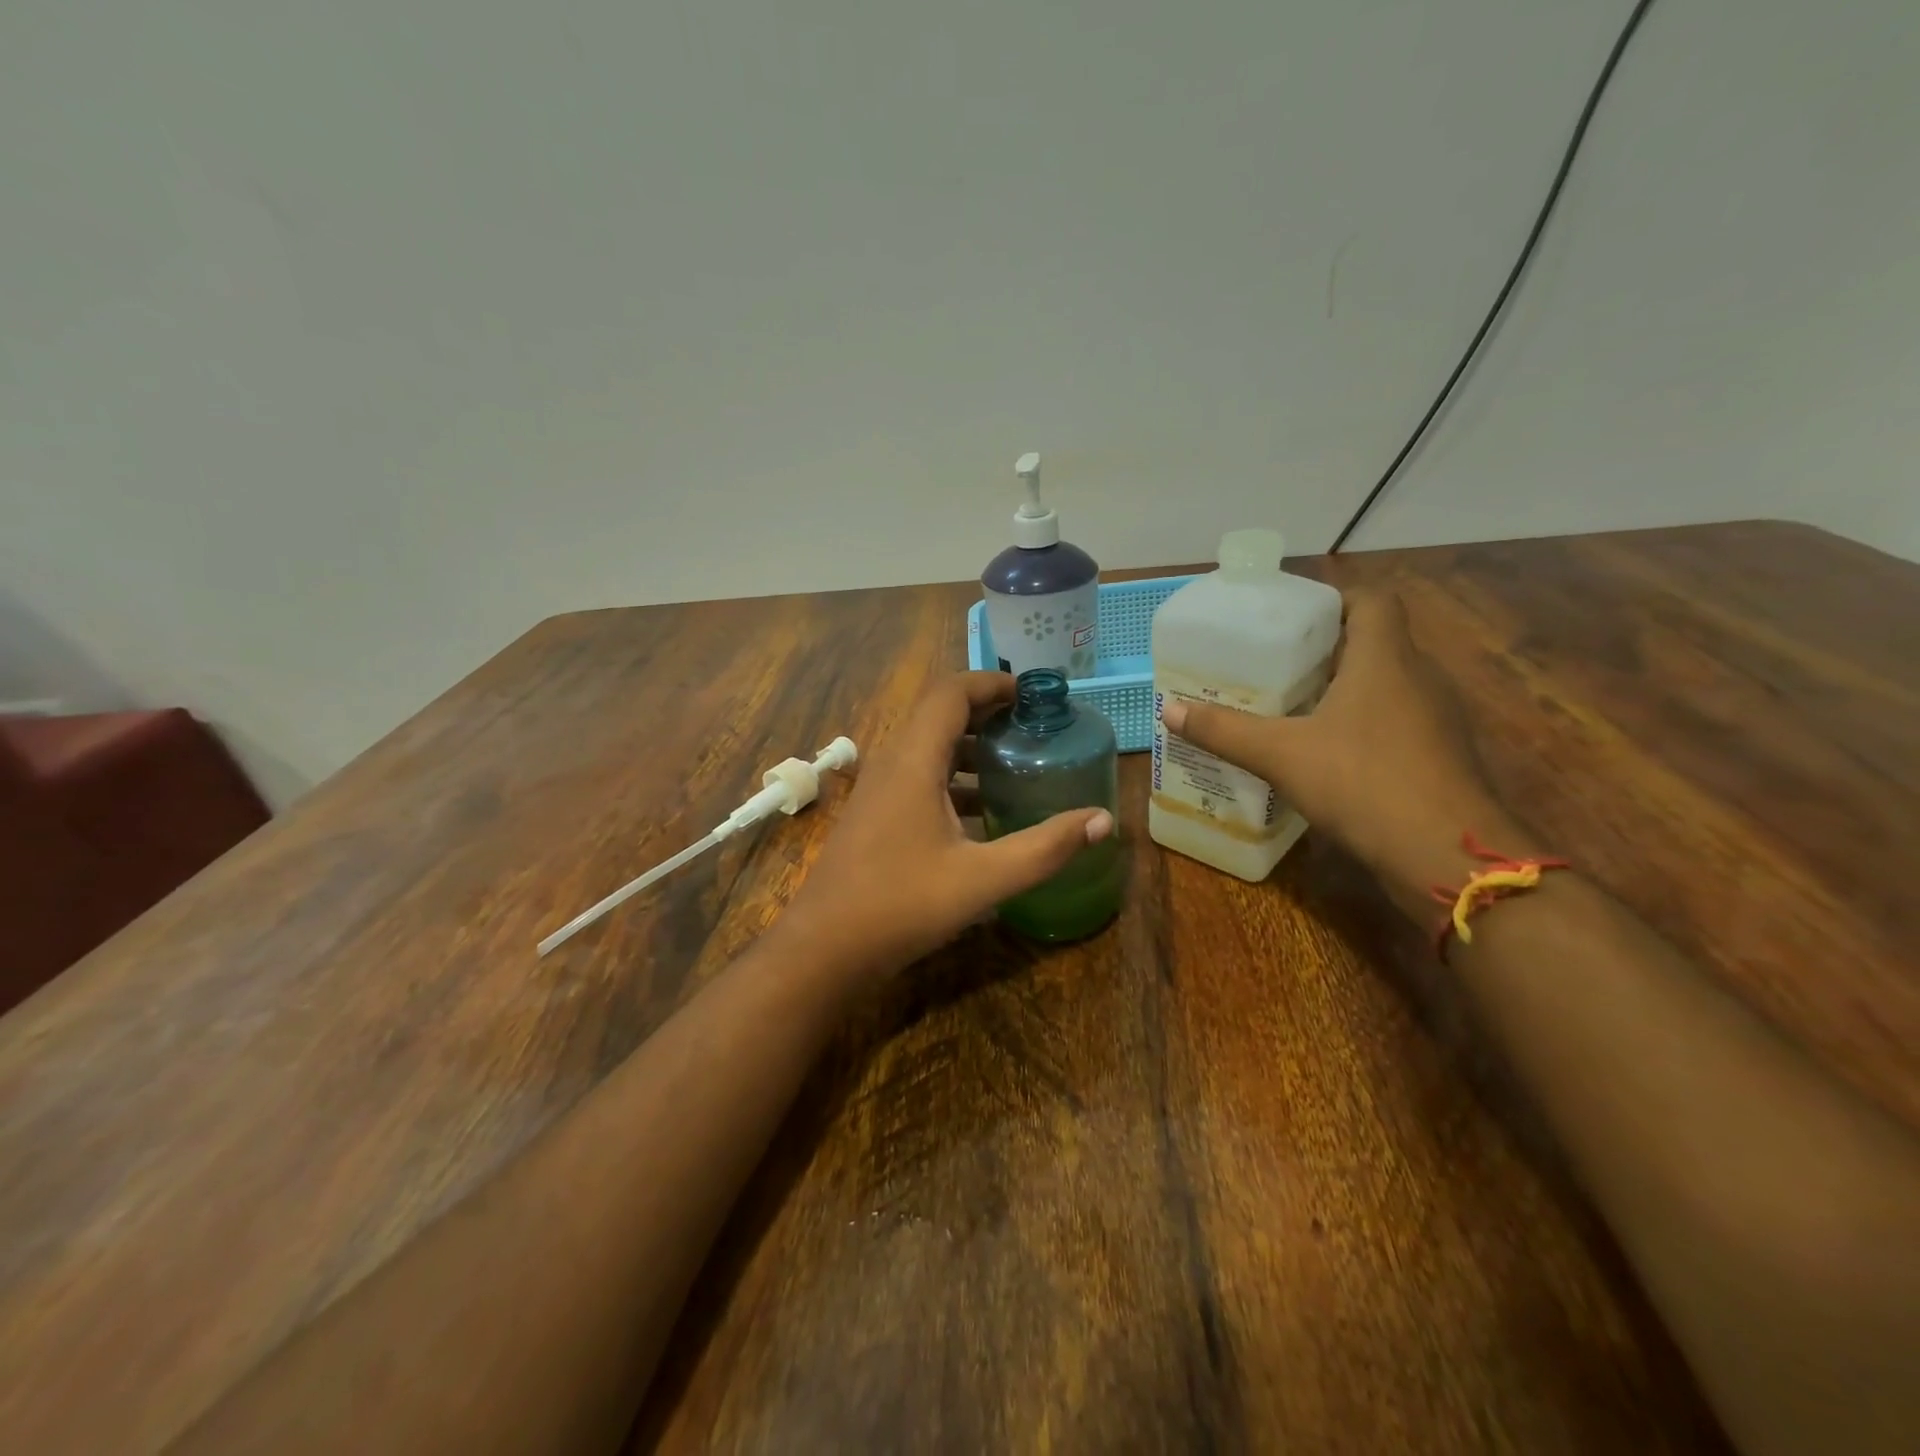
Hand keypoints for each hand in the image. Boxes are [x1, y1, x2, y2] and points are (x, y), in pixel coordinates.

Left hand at [783, 672, 1114, 979]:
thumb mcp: (982, 879)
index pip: (951, 693)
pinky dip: (954, 777)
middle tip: (1035, 726)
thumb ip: (1044, 849)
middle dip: (989, 711)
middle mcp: (892, 764)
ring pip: (928, 747)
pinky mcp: (876, 814)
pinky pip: (919, 776)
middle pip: (940, 714)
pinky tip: (984, 811)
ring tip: (1018, 762)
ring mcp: (879, 790)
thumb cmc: (900, 905)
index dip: (992, 682)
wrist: (824, 948)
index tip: (1035, 695)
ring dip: (972, 746)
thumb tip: (1103, 820)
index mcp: (913, 762)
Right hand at [1162, 591, 1515, 916]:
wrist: (1446, 856)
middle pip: (1376, 643)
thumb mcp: (1280, 754)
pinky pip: (1398, 724)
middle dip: (1328, 650)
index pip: (1373, 601)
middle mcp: (1419, 679)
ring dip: (1346, 690)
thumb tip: (1169, 710)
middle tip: (1277, 666)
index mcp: (1385, 659)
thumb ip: (1225, 731)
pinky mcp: (1441, 758)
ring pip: (1389, 686)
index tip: (1295, 620)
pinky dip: (1365, 727)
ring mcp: (1437, 720)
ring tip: (1294, 708)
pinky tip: (1329, 755)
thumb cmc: (1362, 782)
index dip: (1336, 600)